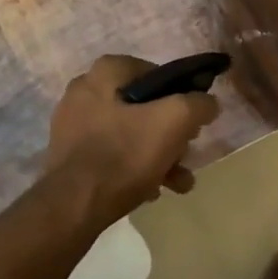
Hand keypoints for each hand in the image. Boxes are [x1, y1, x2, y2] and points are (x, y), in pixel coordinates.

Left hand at [43, 55, 218, 225]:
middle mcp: (85, 90)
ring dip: (158, 155)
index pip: (158, 74)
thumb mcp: (176, 121)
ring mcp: (73, 123)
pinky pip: (112, 153)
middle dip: (171, 134)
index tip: (193, 123)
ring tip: (177, 182)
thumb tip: (208, 103)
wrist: (73, 206)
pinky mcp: (69, 154)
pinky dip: (134, 167)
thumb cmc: (126, 153)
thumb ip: (199, 104)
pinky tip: (151, 190)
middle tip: (186, 156)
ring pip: (130, 133)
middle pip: (145, 107)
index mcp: (106, 71)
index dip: (181, 97)